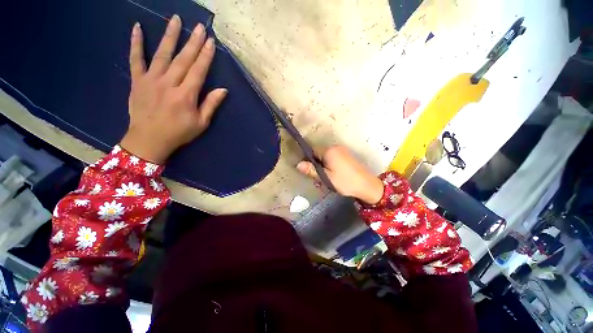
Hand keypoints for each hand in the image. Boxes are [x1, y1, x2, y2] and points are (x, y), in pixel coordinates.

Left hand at [120, 15, 226, 163]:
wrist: (149, 140)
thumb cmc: (179, 133)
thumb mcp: (201, 123)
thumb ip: (211, 105)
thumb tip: (223, 90)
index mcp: (186, 95)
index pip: (198, 71)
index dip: (205, 56)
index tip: (211, 42)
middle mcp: (169, 83)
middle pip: (183, 59)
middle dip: (193, 42)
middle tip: (200, 26)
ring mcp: (151, 80)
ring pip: (162, 54)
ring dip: (169, 35)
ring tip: (175, 19)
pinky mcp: (137, 81)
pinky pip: (136, 59)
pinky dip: (136, 43)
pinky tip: (137, 27)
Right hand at [296, 146, 383, 204]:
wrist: (367, 185)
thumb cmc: (345, 181)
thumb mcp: (326, 177)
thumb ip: (312, 170)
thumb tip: (298, 164)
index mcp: (329, 150)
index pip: (312, 151)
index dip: (308, 160)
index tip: (308, 171)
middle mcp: (336, 147)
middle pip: (319, 153)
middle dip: (316, 164)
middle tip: (317, 178)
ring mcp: (342, 151)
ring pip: (326, 157)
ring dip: (323, 166)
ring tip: (325, 179)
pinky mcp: (347, 156)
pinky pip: (333, 158)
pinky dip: (330, 165)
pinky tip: (333, 175)